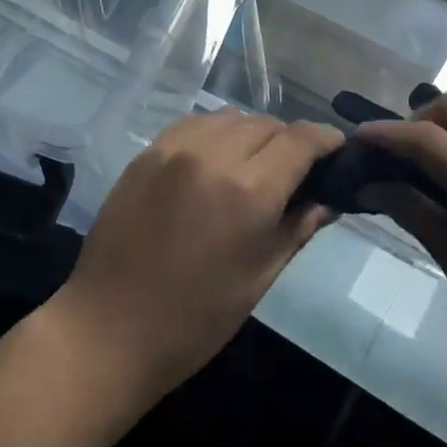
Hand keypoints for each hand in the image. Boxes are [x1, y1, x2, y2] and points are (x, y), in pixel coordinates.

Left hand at [49, 111, 342, 409]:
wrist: (109, 328)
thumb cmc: (196, 318)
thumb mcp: (260, 277)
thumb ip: (297, 227)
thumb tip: (329, 199)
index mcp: (248, 190)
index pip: (301, 140)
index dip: (326, 140)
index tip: (337, 151)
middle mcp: (213, 155)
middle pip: (267, 124)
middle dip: (289, 142)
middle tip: (294, 171)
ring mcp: (174, 148)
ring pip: (231, 118)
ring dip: (252, 134)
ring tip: (253, 166)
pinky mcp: (147, 152)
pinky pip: (195, 125)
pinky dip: (216, 134)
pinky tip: (215, 162)